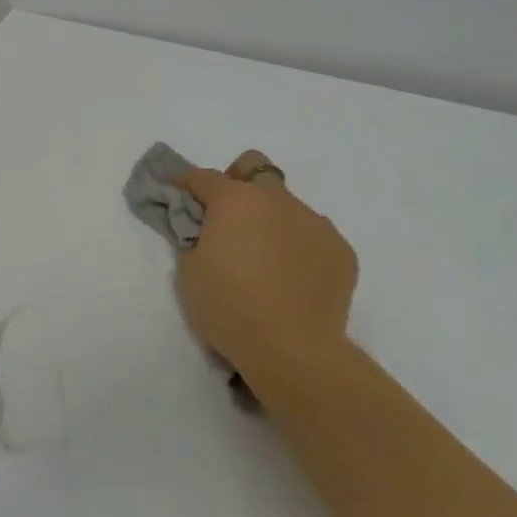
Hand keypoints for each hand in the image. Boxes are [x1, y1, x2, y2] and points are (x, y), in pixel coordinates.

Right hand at [174, 152, 358, 388]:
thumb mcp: (189, 273)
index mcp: (235, 200)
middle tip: (228, 218)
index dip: (185, 184)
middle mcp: (277, 199)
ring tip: (265, 261)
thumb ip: (195, 239)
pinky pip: (313, 237)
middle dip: (238, 183)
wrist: (293, 349)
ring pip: (288, 205)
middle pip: (255, 167)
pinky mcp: (341, 249)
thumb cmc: (229, 308)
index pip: (203, 177)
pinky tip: (293, 281)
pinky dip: (299, 248)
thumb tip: (205, 230)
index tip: (175, 193)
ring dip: (271, 220)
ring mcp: (315, 222)